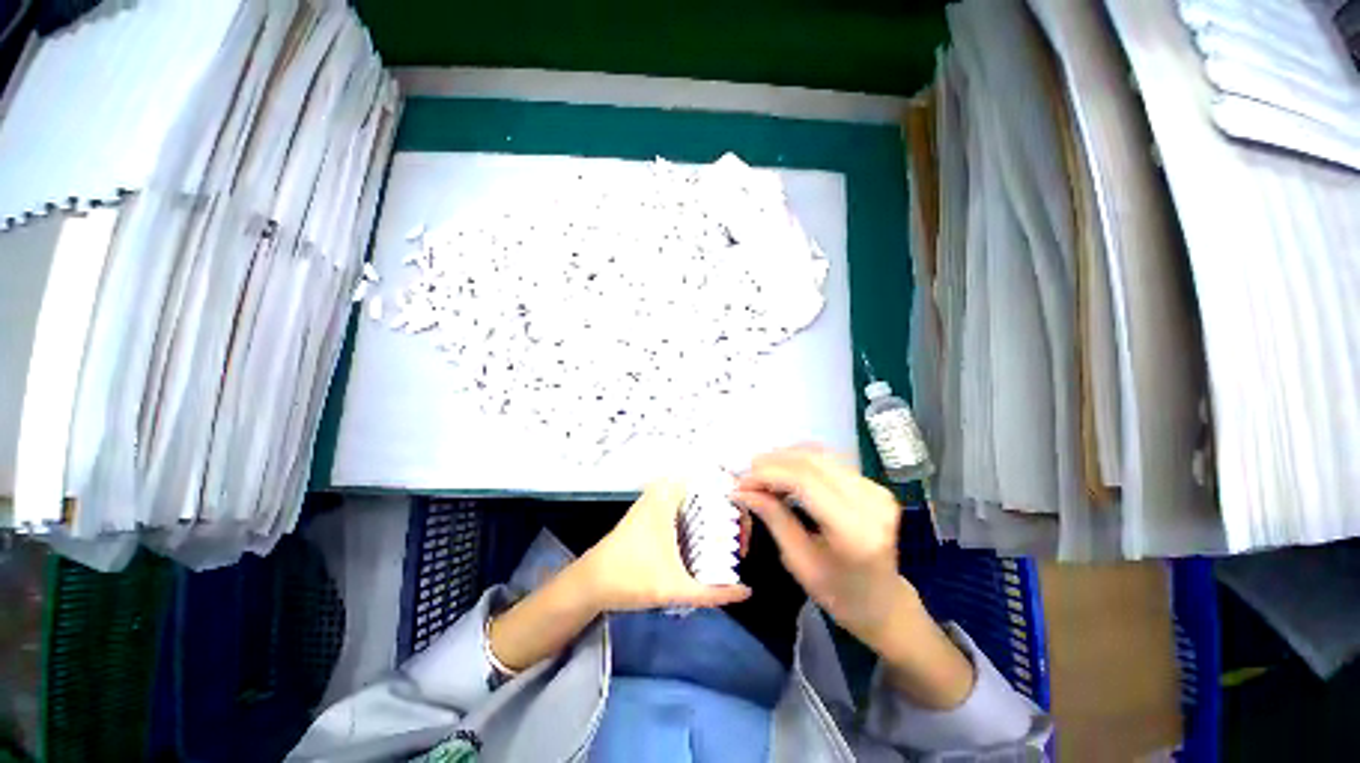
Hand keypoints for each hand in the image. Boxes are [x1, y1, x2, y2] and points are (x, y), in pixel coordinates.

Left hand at [579, 480, 751, 610]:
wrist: (591, 582)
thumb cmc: (630, 577)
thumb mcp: (674, 588)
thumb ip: (713, 593)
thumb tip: (747, 592)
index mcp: (669, 496)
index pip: (712, 481)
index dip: (735, 498)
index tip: (747, 524)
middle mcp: (664, 491)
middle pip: (708, 491)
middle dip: (728, 511)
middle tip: (742, 538)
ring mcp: (657, 500)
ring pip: (697, 499)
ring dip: (715, 516)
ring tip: (733, 541)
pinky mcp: (653, 512)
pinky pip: (686, 507)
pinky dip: (702, 519)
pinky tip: (710, 543)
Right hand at [735, 446, 973, 708]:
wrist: (884, 602)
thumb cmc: (838, 593)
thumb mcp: (798, 562)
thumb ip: (773, 518)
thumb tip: (741, 490)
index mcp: (854, 531)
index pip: (804, 482)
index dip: (768, 474)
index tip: (741, 482)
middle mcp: (871, 502)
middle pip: (812, 462)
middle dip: (773, 462)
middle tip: (746, 473)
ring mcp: (876, 490)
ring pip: (820, 455)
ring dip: (785, 458)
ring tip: (760, 471)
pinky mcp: (874, 484)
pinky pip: (829, 461)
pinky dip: (801, 461)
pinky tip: (783, 471)